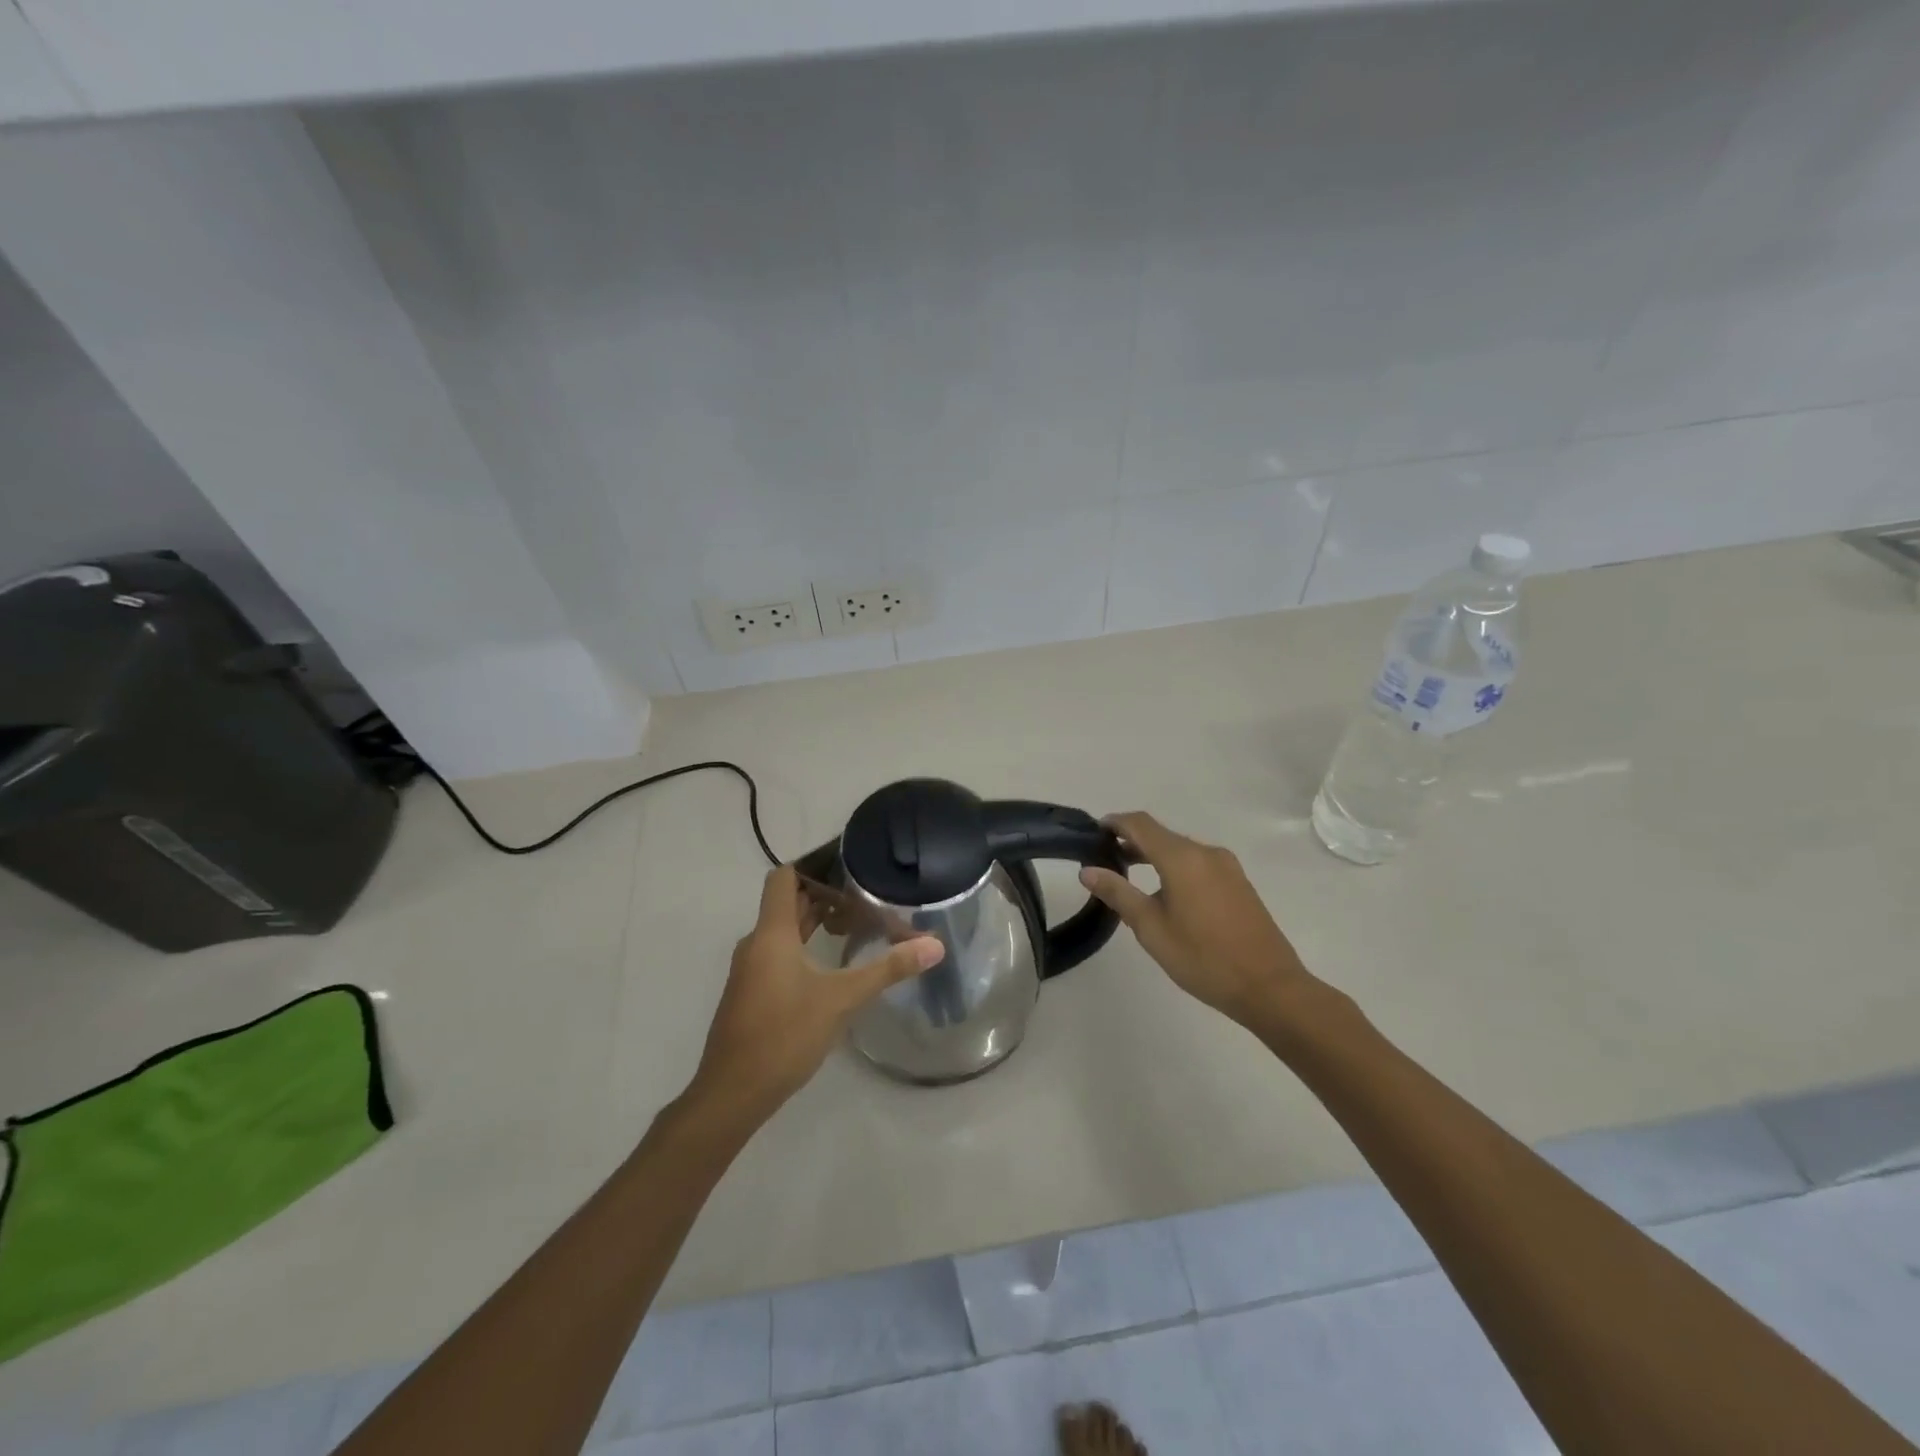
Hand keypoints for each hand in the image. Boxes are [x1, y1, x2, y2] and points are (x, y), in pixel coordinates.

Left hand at [687, 865, 944, 1126]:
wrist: (732, 1094)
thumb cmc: (784, 1035)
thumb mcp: (842, 999)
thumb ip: (887, 970)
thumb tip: (934, 946)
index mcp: (772, 933)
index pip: (783, 878)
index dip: (811, 865)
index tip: (846, 865)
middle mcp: (756, 944)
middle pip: (787, 903)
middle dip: (823, 895)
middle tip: (864, 894)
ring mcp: (750, 970)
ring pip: (782, 931)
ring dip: (814, 922)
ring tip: (855, 924)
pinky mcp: (751, 993)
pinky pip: (777, 954)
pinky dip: (803, 947)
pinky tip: (831, 964)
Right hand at [1080, 812, 1314, 1027]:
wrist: (1270, 987)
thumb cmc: (1203, 958)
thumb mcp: (1151, 928)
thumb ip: (1118, 893)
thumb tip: (1087, 870)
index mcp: (1182, 857)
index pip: (1140, 824)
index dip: (1114, 822)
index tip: (1093, 831)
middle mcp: (1206, 852)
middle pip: (1161, 834)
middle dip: (1131, 840)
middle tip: (1104, 858)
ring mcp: (1227, 867)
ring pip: (1181, 849)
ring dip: (1153, 855)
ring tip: (1129, 875)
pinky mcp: (1239, 883)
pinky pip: (1198, 863)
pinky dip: (1175, 867)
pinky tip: (1166, 893)